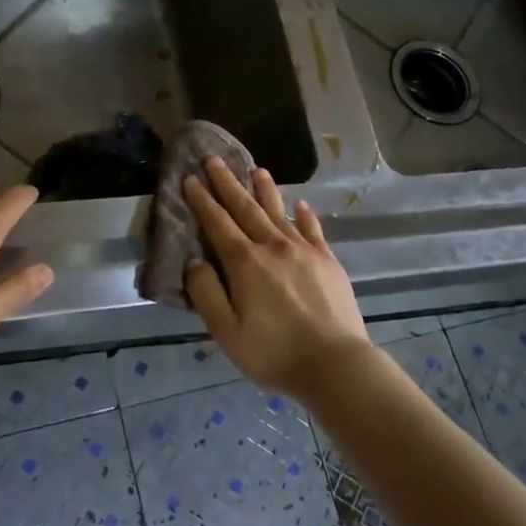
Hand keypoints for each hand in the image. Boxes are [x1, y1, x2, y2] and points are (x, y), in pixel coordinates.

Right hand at [182, 157, 370, 395]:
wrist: (335, 365)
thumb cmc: (273, 353)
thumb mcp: (225, 332)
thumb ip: (206, 293)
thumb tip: (195, 261)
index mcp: (245, 263)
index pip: (217, 223)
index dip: (202, 200)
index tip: (190, 179)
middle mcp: (273, 246)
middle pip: (246, 208)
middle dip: (227, 183)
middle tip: (214, 159)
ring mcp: (304, 251)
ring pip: (279, 212)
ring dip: (265, 190)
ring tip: (256, 170)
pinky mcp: (328, 261)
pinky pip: (313, 230)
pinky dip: (305, 215)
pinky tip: (301, 205)